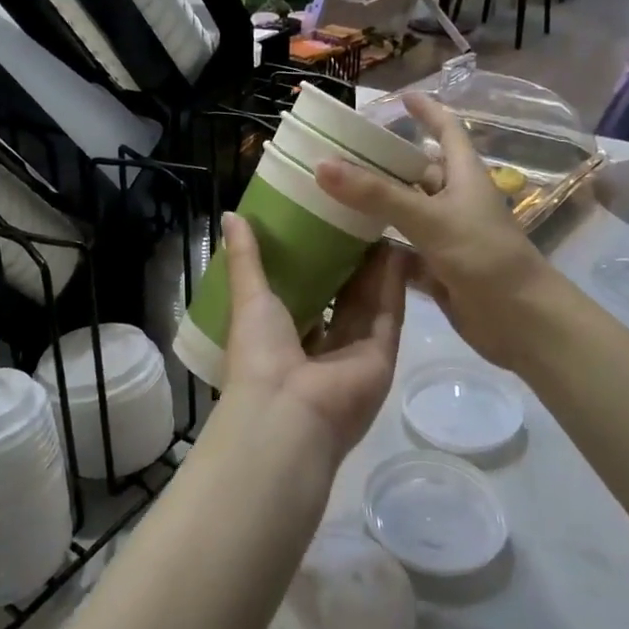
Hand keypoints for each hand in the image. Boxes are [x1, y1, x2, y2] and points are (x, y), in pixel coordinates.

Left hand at [219, 211, 405, 465]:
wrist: (287, 412)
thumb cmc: (259, 354)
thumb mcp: (248, 298)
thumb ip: (246, 258)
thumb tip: (231, 215)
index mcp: (284, 339)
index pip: (305, 298)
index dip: (314, 265)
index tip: (322, 227)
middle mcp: (321, 349)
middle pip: (341, 300)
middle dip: (350, 264)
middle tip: (357, 220)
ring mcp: (353, 355)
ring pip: (368, 304)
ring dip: (375, 269)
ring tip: (379, 225)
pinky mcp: (381, 357)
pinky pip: (389, 314)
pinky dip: (393, 284)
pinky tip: (397, 248)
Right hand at [316, 93, 552, 373]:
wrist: (520, 321)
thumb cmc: (484, 257)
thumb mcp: (430, 219)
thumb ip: (377, 194)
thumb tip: (322, 164)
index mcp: (464, 176)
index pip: (447, 130)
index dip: (427, 111)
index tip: (400, 98)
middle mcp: (455, 200)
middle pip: (417, 171)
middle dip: (385, 160)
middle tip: (341, 151)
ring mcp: (446, 235)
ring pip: (405, 210)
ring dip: (376, 203)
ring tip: (333, 191)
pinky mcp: (437, 266)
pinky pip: (401, 246)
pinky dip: (378, 243)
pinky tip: (346, 241)